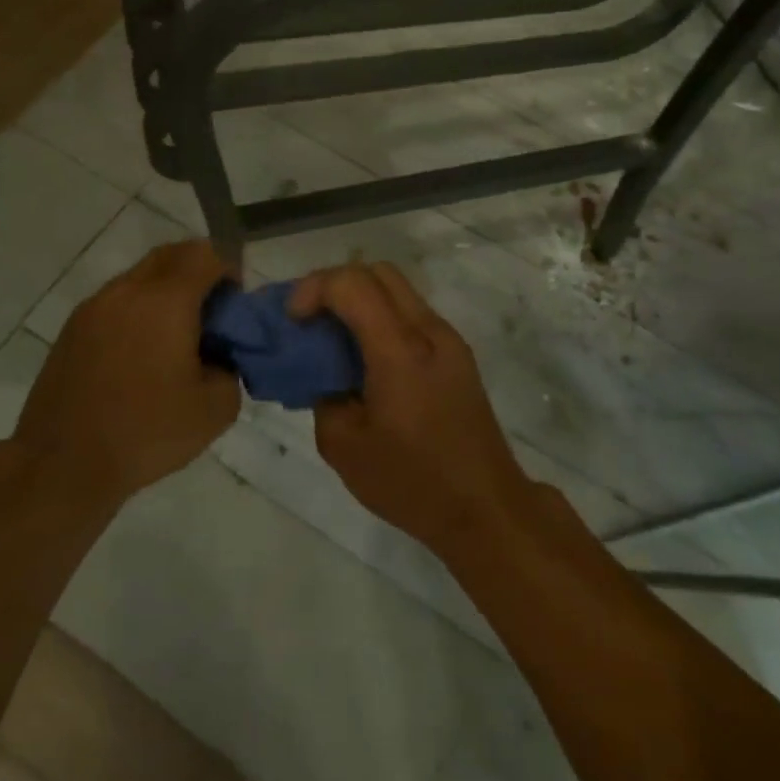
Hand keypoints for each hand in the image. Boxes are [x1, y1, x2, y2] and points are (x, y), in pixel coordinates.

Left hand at [6, 241, 240, 504]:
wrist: (61, 465)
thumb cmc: (145, 433)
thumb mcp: (215, 410)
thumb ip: (230, 369)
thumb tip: (218, 356)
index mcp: (165, 301)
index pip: (206, 255)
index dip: (229, 268)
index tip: (237, 299)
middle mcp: (127, 291)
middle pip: (171, 254)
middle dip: (199, 269)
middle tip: (213, 307)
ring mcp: (94, 307)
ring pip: (140, 276)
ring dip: (166, 289)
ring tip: (177, 333)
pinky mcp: (72, 329)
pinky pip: (117, 300)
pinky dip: (139, 308)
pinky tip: (143, 352)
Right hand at [291, 262, 532, 555]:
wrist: (486, 508)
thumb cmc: (412, 482)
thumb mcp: (344, 447)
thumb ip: (323, 397)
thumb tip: (324, 374)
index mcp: (399, 349)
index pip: (352, 284)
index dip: (314, 288)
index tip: (293, 320)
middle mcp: (428, 331)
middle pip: (377, 272)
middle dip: (335, 284)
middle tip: (310, 318)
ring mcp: (448, 339)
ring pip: (398, 289)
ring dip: (361, 298)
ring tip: (334, 337)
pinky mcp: (458, 354)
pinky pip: (412, 314)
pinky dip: (382, 317)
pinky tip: (366, 357)